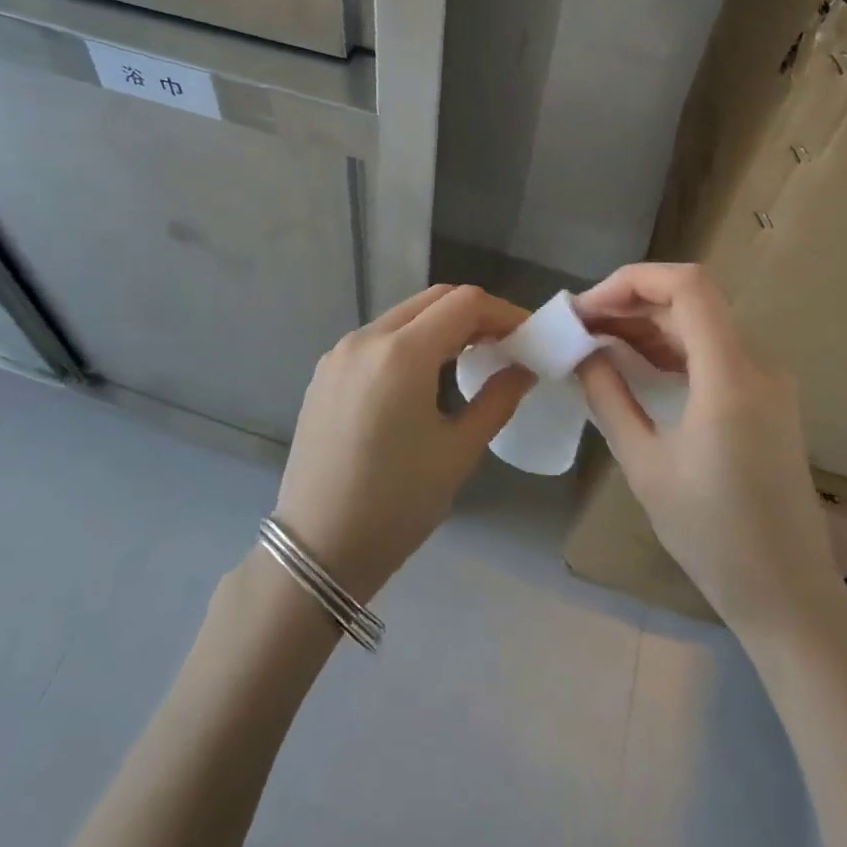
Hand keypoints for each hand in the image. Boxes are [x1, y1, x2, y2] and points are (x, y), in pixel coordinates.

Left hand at [273, 285, 533, 602]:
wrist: (317, 547)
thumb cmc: (396, 504)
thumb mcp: (458, 452)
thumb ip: (498, 400)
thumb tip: (525, 368)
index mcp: (401, 354)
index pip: (464, 303)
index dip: (503, 312)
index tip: (529, 336)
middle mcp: (367, 337)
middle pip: (434, 299)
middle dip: (475, 314)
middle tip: (505, 345)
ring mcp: (340, 351)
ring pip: (404, 314)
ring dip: (442, 325)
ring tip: (471, 358)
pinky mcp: (326, 370)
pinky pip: (379, 337)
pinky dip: (411, 341)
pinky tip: (425, 375)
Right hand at [573, 263, 843, 641]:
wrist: (788, 593)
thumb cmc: (712, 535)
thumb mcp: (645, 465)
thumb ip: (609, 397)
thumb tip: (582, 352)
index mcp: (731, 376)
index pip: (687, 286)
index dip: (632, 281)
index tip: (587, 308)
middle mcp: (757, 364)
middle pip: (692, 299)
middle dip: (631, 302)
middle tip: (581, 325)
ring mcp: (767, 380)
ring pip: (701, 321)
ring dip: (648, 322)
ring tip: (597, 340)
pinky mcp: (766, 398)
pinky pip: (714, 349)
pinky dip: (671, 346)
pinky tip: (635, 362)